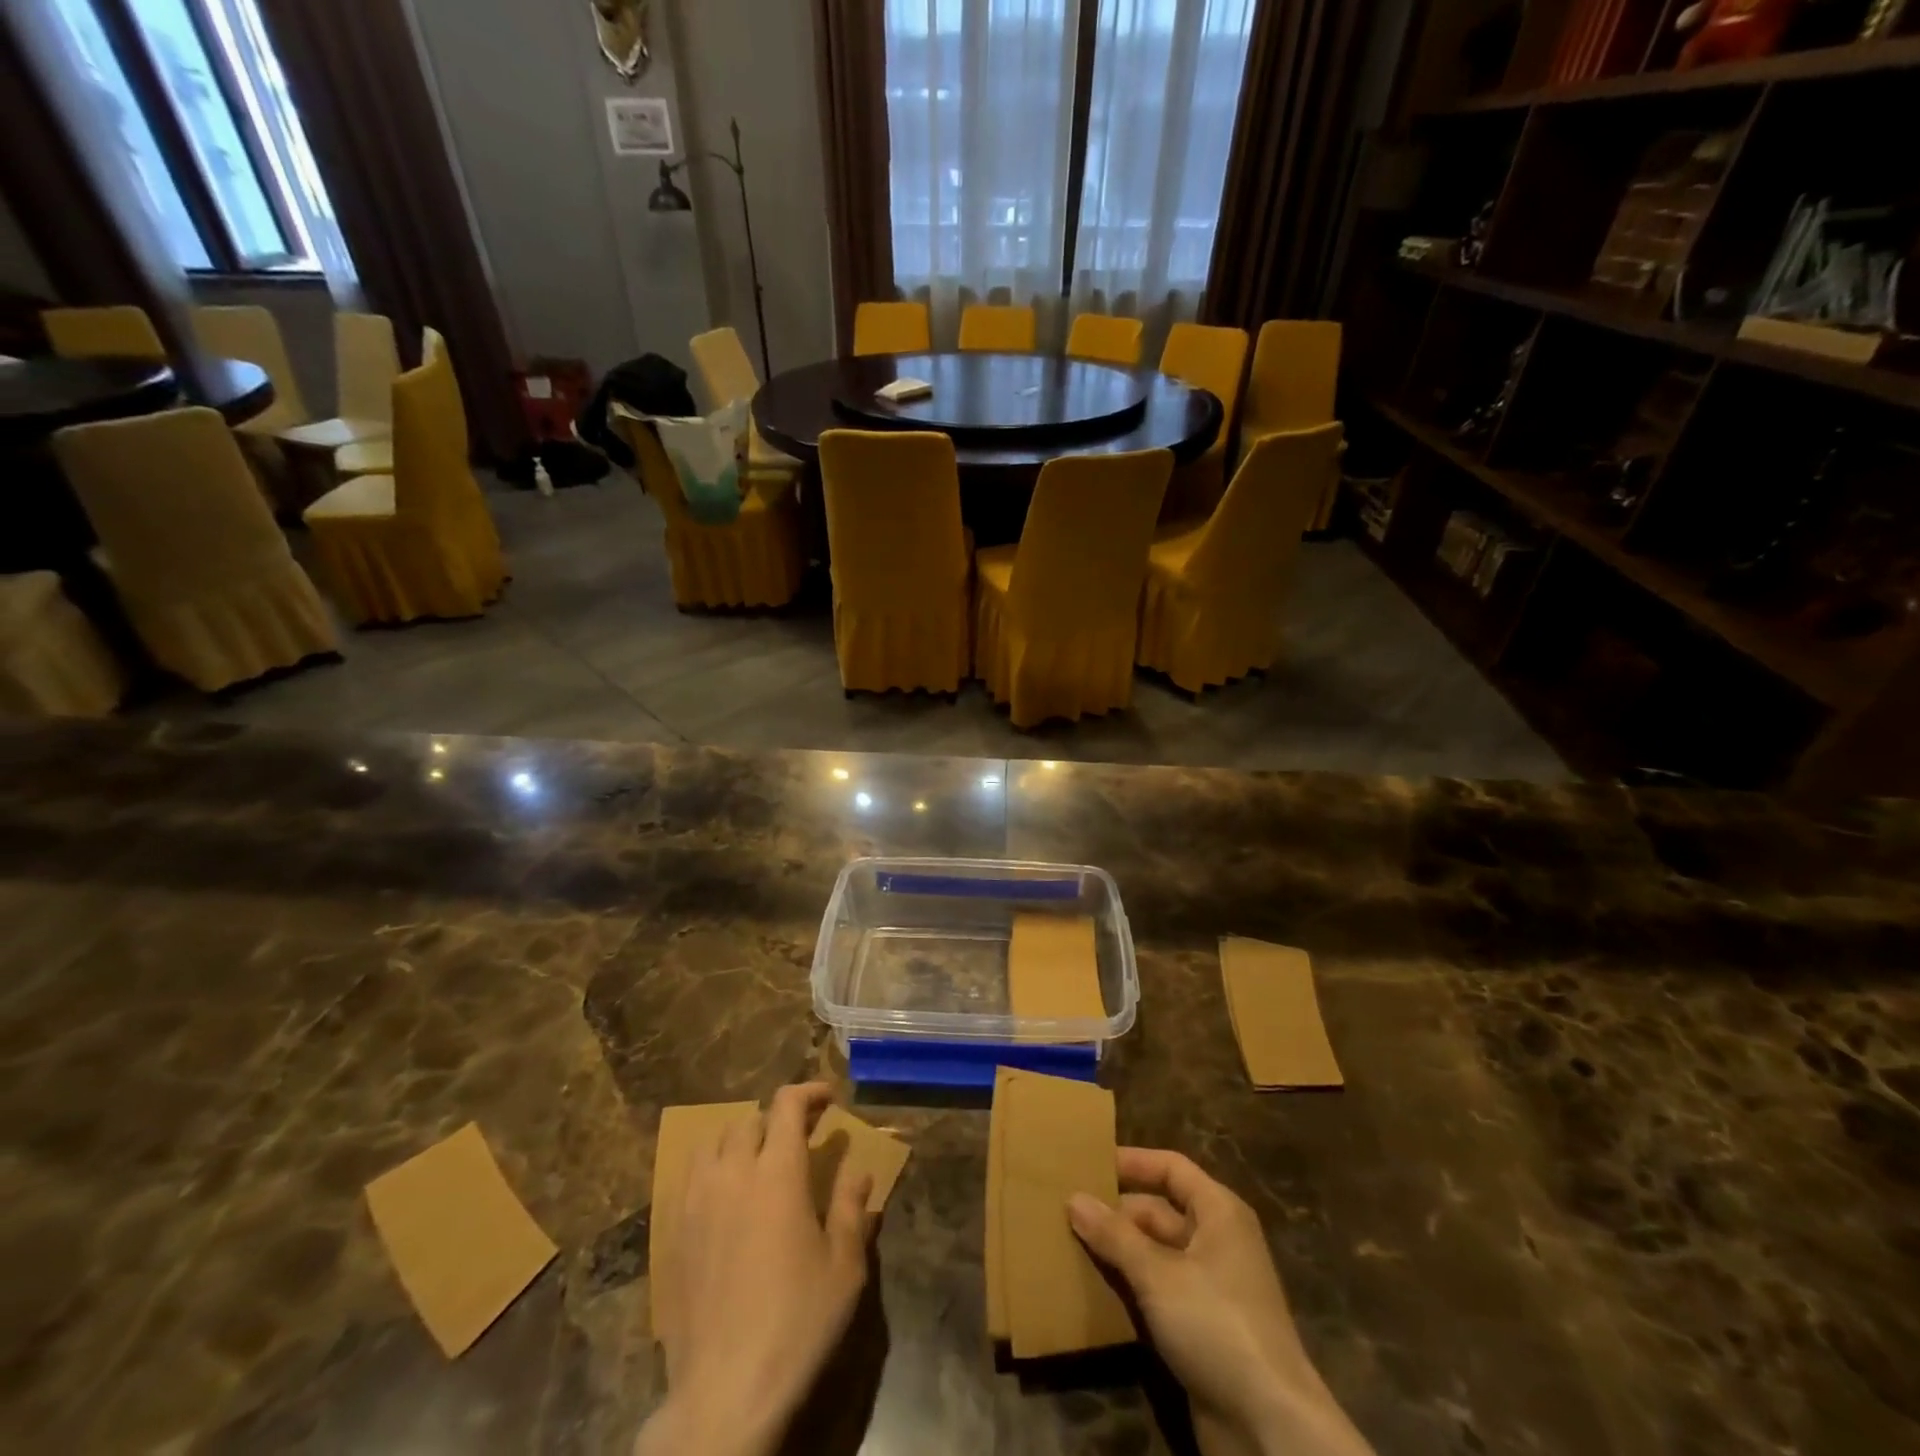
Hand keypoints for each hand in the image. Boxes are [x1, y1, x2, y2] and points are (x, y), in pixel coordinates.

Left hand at [634, 1084, 874, 1455]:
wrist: (725, 1393)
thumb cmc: (797, 1324)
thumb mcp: (843, 1267)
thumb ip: (851, 1207)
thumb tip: (860, 1169)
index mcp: (778, 1173)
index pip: (787, 1106)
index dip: (809, 1092)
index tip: (829, 1099)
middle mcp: (733, 1174)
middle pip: (749, 1120)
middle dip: (777, 1120)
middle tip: (800, 1139)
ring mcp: (696, 1203)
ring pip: (712, 1143)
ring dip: (739, 1139)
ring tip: (758, 1161)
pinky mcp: (673, 1235)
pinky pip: (688, 1178)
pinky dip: (710, 1169)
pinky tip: (724, 1197)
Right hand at [1068, 1148, 1373, 1455]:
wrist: (1269, 1427)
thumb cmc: (1216, 1324)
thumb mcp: (1158, 1274)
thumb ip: (1115, 1235)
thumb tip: (1074, 1198)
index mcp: (1218, 1212)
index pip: (1171, 1168)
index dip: (1132, 1162)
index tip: (1089, 1163)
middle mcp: (1217, 1241)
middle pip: (1159, 1211)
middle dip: (1115, 1212)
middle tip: (1066, 1210)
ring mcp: (1211, 1287)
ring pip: (1155, 1253)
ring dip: (1118, 1252)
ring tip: (1068, 1244)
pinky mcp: (1202, 1328)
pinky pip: (1158, 1291)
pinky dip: (1130, 1287)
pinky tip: (1093, 1290)